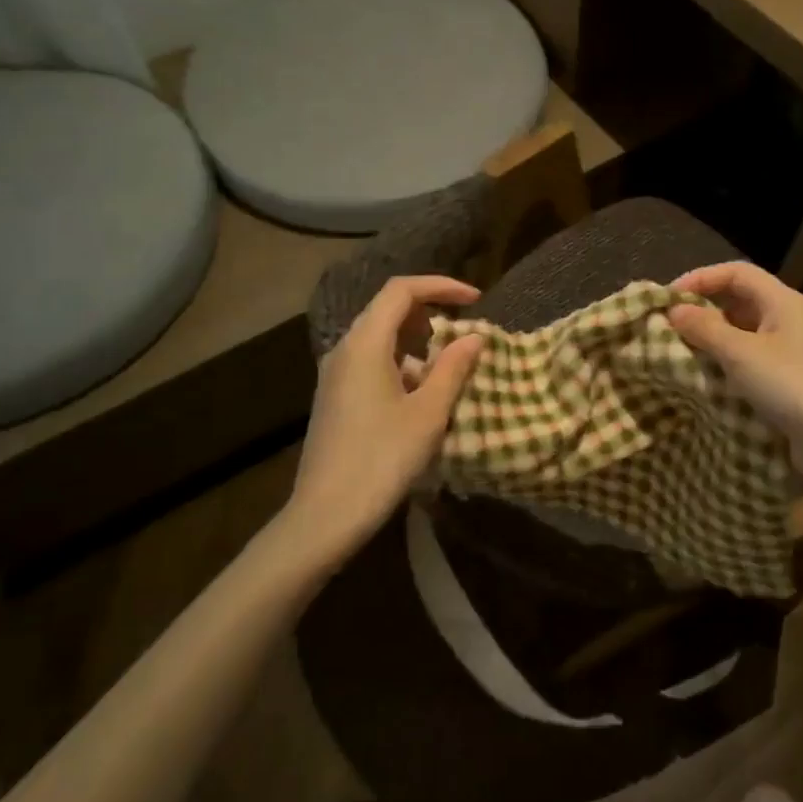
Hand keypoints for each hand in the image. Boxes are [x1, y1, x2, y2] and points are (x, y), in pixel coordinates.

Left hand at [283, 276, 485, 563]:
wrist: (326, 515)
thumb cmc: (382, 459)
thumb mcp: (428, 413)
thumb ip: (453, 368)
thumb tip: (474, 336)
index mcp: (364, 343)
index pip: (402, 290)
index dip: (441, 286)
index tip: (476, 300)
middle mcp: (345, 349)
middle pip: (389, 310)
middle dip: (431, 314)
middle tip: (465, 334)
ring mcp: (335, 374)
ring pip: (381, 339)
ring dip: (418, 345)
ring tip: (449, 372)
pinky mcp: (335, 396)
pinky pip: (372, 363)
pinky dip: (401, 366)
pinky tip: (421, 399)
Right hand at [669, 263, 802, 495]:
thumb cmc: (791, 385)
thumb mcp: (741, 353)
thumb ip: (704, 328)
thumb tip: (674, 310)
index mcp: (782, 301)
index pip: (736, 273)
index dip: (700, 278)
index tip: (668, 298)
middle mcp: (787, 319)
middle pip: (739, 300)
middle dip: (703, 309)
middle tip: (669, 325)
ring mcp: (790, 351)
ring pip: (742, 332)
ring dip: (711, 338)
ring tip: (679, 351)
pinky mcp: (788, 381)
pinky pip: (749, 360)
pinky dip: (724, 363)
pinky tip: (704, 377)